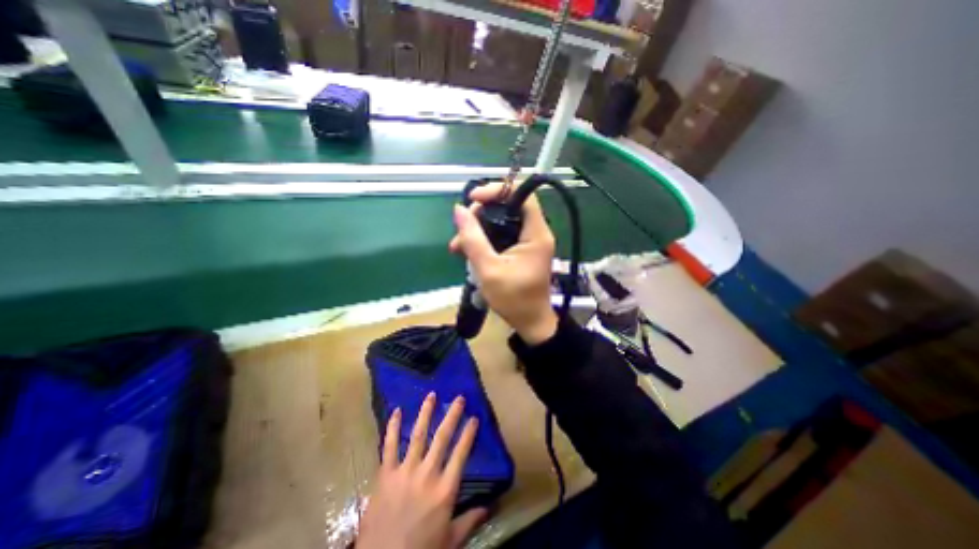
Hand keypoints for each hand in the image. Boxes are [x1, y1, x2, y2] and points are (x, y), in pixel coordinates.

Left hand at [357, 392, 484, 548]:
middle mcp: (427, 474)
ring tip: (431, 395)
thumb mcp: (450, 542)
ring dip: (426, 413)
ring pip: (418, 435)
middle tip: (458, 398)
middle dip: (452, 415)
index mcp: (445, 489)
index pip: (461, 454)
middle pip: (442, 437)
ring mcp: (405, 471)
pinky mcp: (385, 474)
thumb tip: (490, 506)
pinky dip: (392, 427)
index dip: (468, 434)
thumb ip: (470, 520)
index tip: (474, 417)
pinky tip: (396, 411)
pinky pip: (389, 446)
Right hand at [449, 185, 557, 347]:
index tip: (474, 200)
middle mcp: (535, 233)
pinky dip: (484, 241)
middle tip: (462, 229)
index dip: (498, 191)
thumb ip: (473, 239)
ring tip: (457, 247)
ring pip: (501, 222)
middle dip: (481, 214)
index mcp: (536, 234)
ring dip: (478, 230)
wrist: (529, 323)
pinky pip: (501, 236)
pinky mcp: (521, 251)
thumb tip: (459, 210)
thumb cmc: (514, 300)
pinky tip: (466, 252)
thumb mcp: (489, 269)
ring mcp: (528, 242)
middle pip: (508, 207)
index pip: (523, 195)